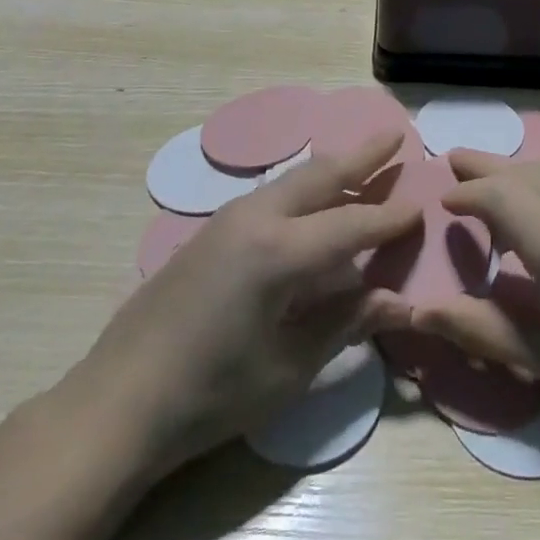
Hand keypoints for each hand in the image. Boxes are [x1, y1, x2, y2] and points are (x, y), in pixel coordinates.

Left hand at [72, 131, 420, 482]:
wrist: (116, 404)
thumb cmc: (211, 394)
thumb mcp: (289, 367)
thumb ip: (347, 323)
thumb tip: (402, 304)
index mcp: (280, 252)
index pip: (353, 225)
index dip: (391, 218)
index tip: (423, 205)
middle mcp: (256, 218)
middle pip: (321, 175)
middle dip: (363, 155)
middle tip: (396, 136)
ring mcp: (228, 219)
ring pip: (294, 179)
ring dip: (332, 169)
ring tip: (362, 161)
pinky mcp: (210, 231)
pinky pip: (271, 195)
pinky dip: (304, 188)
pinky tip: (312, 202)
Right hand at [413, 152, 539, 469]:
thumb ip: (479, 327)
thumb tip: (417, 313)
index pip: (506, 197)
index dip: (470, 192)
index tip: (443, 200)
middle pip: (531, 174)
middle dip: (488, 167)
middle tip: (453, 162)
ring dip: (517, 174)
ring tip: (485, 180)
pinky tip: (533, 209)